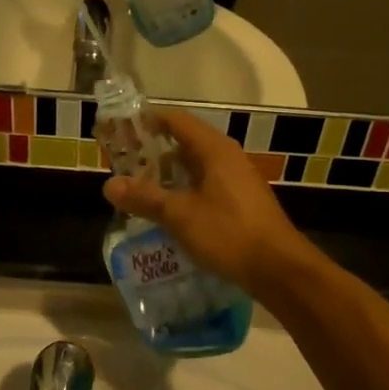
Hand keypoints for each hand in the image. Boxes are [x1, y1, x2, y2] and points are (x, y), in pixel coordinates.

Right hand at [103, 109, 313, 292]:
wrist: (278, 268)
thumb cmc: (229, 233)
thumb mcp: (180, 215)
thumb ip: (146, 198)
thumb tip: (109, 185)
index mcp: (214, 150)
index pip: (177, 121)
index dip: (149, 121)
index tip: (123, 129)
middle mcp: (228, 157)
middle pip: (186, 143)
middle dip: (155, 153)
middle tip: (126, 166)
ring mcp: (238, 180)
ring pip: (197, 168)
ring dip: (170, 176)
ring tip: (142, 191)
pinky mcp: (242, 202)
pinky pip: (207, 186)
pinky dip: (185, 191)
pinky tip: (171, 213)